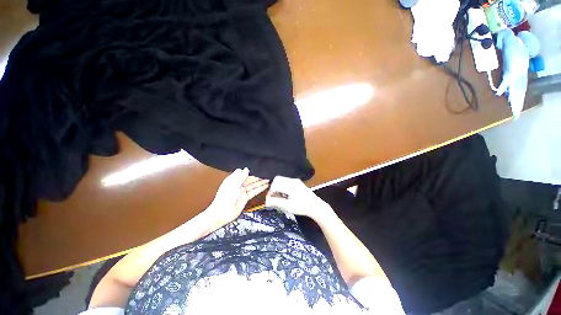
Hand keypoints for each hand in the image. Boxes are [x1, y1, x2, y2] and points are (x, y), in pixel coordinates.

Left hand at [206, 168, 268, 227]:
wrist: (221, 214)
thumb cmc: (223, 200)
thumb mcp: (233, 186)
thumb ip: (241, 177)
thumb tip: (246, 169)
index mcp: (233, 180)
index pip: (243, 174)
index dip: (251, 172)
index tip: (259, 170)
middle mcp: (238, 185)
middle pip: (249, 179)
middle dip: (257, 177)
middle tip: (266, 175)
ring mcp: (242, 192)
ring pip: (253, 185)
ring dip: (260, 183)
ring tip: (268, 180)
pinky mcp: (245, 198)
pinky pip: (253, 192)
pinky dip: (259, 189)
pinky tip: (265, 186)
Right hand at [265, 176, 328, 218]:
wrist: (316, 207)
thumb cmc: (302, 207)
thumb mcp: (288, 206)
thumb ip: (276, 202)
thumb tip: (266, 201)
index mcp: (290, 184)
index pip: (276, 182)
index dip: (271, 190)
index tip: (270, 199)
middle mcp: (292, 180)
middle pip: (278, 179)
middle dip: (274, 188)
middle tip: (273, 197)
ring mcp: (296, 181)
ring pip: (282, 180)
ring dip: (278, 187)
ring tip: (279, 197)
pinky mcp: (298, 183)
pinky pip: (287, 182)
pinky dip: (283, 187)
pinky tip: (285, 195)